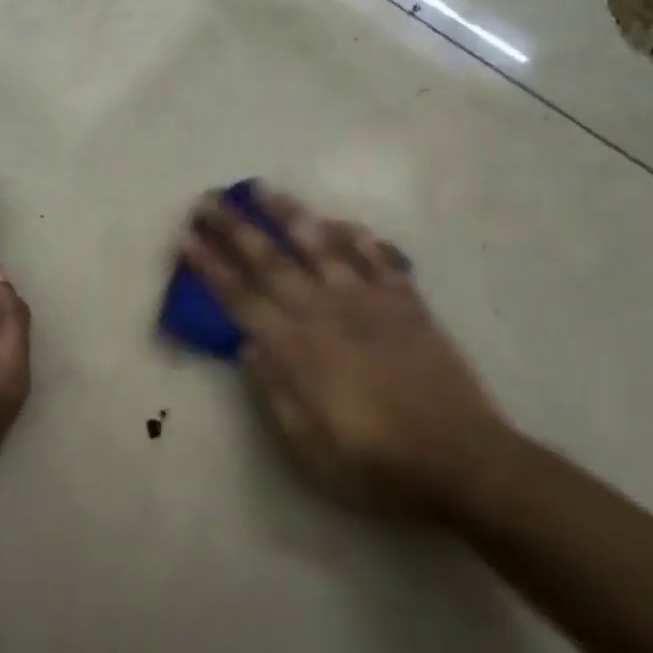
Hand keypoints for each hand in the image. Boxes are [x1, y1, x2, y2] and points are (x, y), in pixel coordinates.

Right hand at [182, 184, 511, 516]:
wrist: (464, 462)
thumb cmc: (378, 465)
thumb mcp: (310, 447)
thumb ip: (275, 391)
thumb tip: (247, 346)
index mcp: (298, 348)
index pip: (241, 298)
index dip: (211, 267)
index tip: (187, 238)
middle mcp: (327, 312)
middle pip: (271, 261)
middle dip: (234, 228)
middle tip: (207, 200)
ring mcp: (369, 302)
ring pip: (321, 245)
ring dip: (288, 214)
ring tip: (261, 188)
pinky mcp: (407, 303)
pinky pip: (378, 258)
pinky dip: (357, 236)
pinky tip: (341, 221)